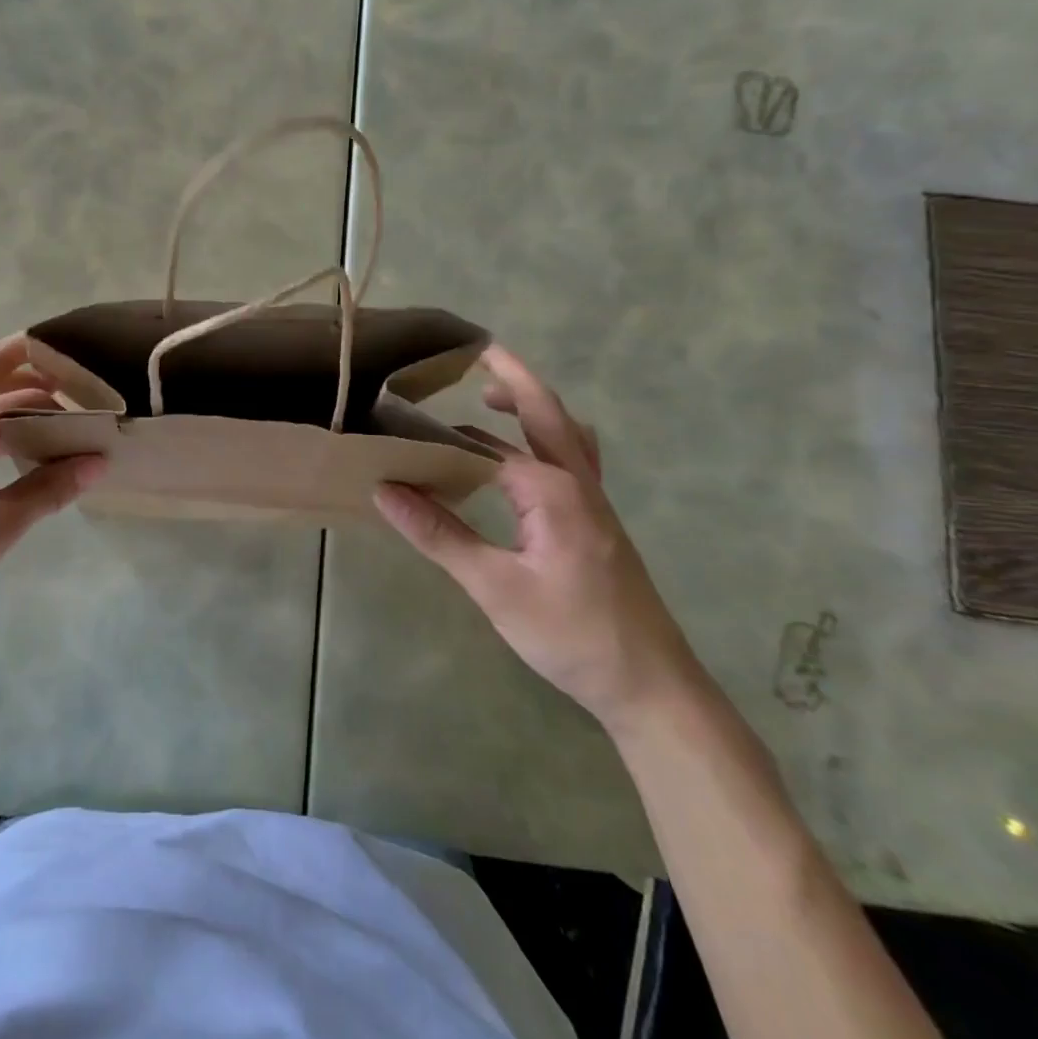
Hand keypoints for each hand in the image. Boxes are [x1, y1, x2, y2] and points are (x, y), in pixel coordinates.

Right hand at [374, 345, 701, 733]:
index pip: (484, 446)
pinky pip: (574, 457)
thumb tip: (385, 489)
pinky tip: (526, 455)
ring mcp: (594, 501)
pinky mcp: (598, 521)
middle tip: (474, 352)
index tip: (397, 422)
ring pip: (567, 432)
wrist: (652, 687)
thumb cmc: (572, 636)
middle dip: (511, 377)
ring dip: (533, 404)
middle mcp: (578, 483)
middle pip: (545, 412)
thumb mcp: (495, 588)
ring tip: (493, 395)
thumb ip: (439, 534)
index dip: (439, 434)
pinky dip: (548, 435)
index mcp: (552, 491)